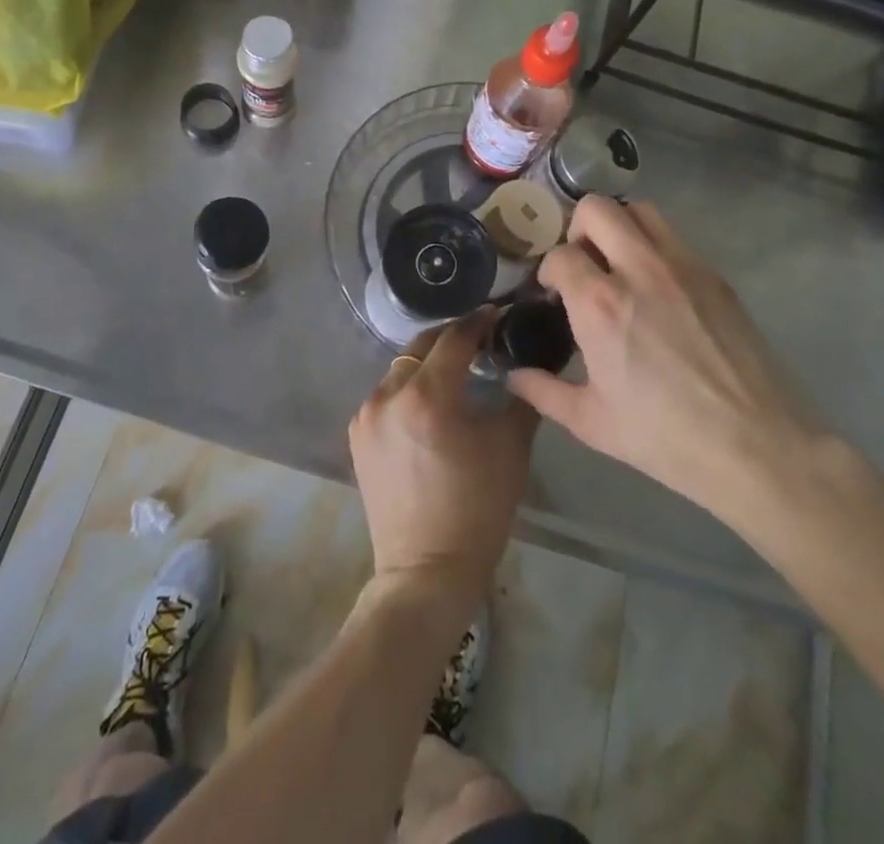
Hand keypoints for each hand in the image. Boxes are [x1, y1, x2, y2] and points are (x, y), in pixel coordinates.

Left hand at [348, 309, 536, 607]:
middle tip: (480, 340)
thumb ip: (520, 396)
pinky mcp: (357, 434)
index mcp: (427, 395)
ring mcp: (366, 414)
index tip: (497, 313)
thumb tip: (527, 365)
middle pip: (422, 346)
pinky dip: (408, 389)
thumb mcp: (510, 448)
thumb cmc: (478, 509)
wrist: (426, 571)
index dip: (478, 322)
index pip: (455, 338)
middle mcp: (388, 394)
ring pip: (401, 369)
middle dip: (452, 338)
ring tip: (456, 374)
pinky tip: (429, 405)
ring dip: (428, 364)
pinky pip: (386, 394)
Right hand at [506, 196, 820, 533]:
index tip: (553, 294)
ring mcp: (681, 267)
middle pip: (596, 209)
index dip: (549, 271)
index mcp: (599, 304)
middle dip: (577, 229)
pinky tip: (657, 287)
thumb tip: (512, 375)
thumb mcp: (590, 422)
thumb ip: (542, 391)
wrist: (756, 447)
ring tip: (617, 263)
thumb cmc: (664, 437)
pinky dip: (653, 245)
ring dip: (619, 226)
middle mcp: (638, 270)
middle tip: (583, 263)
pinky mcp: (714, 275)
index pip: (559, 254)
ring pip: (639, 210)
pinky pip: (673, 237)